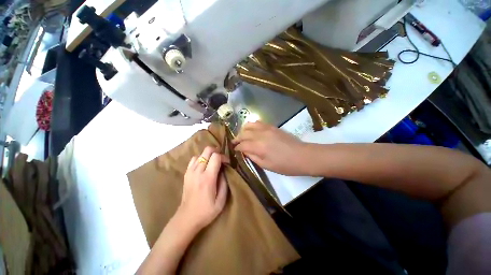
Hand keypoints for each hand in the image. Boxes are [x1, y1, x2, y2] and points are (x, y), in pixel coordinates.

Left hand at [177, 147, 228, 230]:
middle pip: (207, 150)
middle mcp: (198, 172)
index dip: (223, 157)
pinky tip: (204, 165)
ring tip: (213, 162)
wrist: (186, 218)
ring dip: (208, 155)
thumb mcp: (221, 200)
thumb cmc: (206, 211)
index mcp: (208, 178)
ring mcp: (190, 172)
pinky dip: (200, 158)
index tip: (227, 163)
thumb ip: (224, 182)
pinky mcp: (186, 174)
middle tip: (221, 159)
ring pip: (200, 153)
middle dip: (216, 151)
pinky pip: (193, 159)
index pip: (216, 157)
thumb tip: (224, 170)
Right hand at [232, 121, 310, 175]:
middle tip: (235, 143)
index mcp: (258, 146)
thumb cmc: (284, 165)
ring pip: (250, 125)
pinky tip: (252, 130)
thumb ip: (253, 157)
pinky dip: (252, 125)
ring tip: (242, 135)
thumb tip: (244, 151)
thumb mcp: (266, 165)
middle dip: (237, 138)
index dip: (237, 147)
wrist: (302, 156)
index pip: (242, 144)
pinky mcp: (272, 126)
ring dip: (243, 130)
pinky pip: (258, 122)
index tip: (234, 149)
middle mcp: (260, 134)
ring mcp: (267, 128)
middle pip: (244, 133)